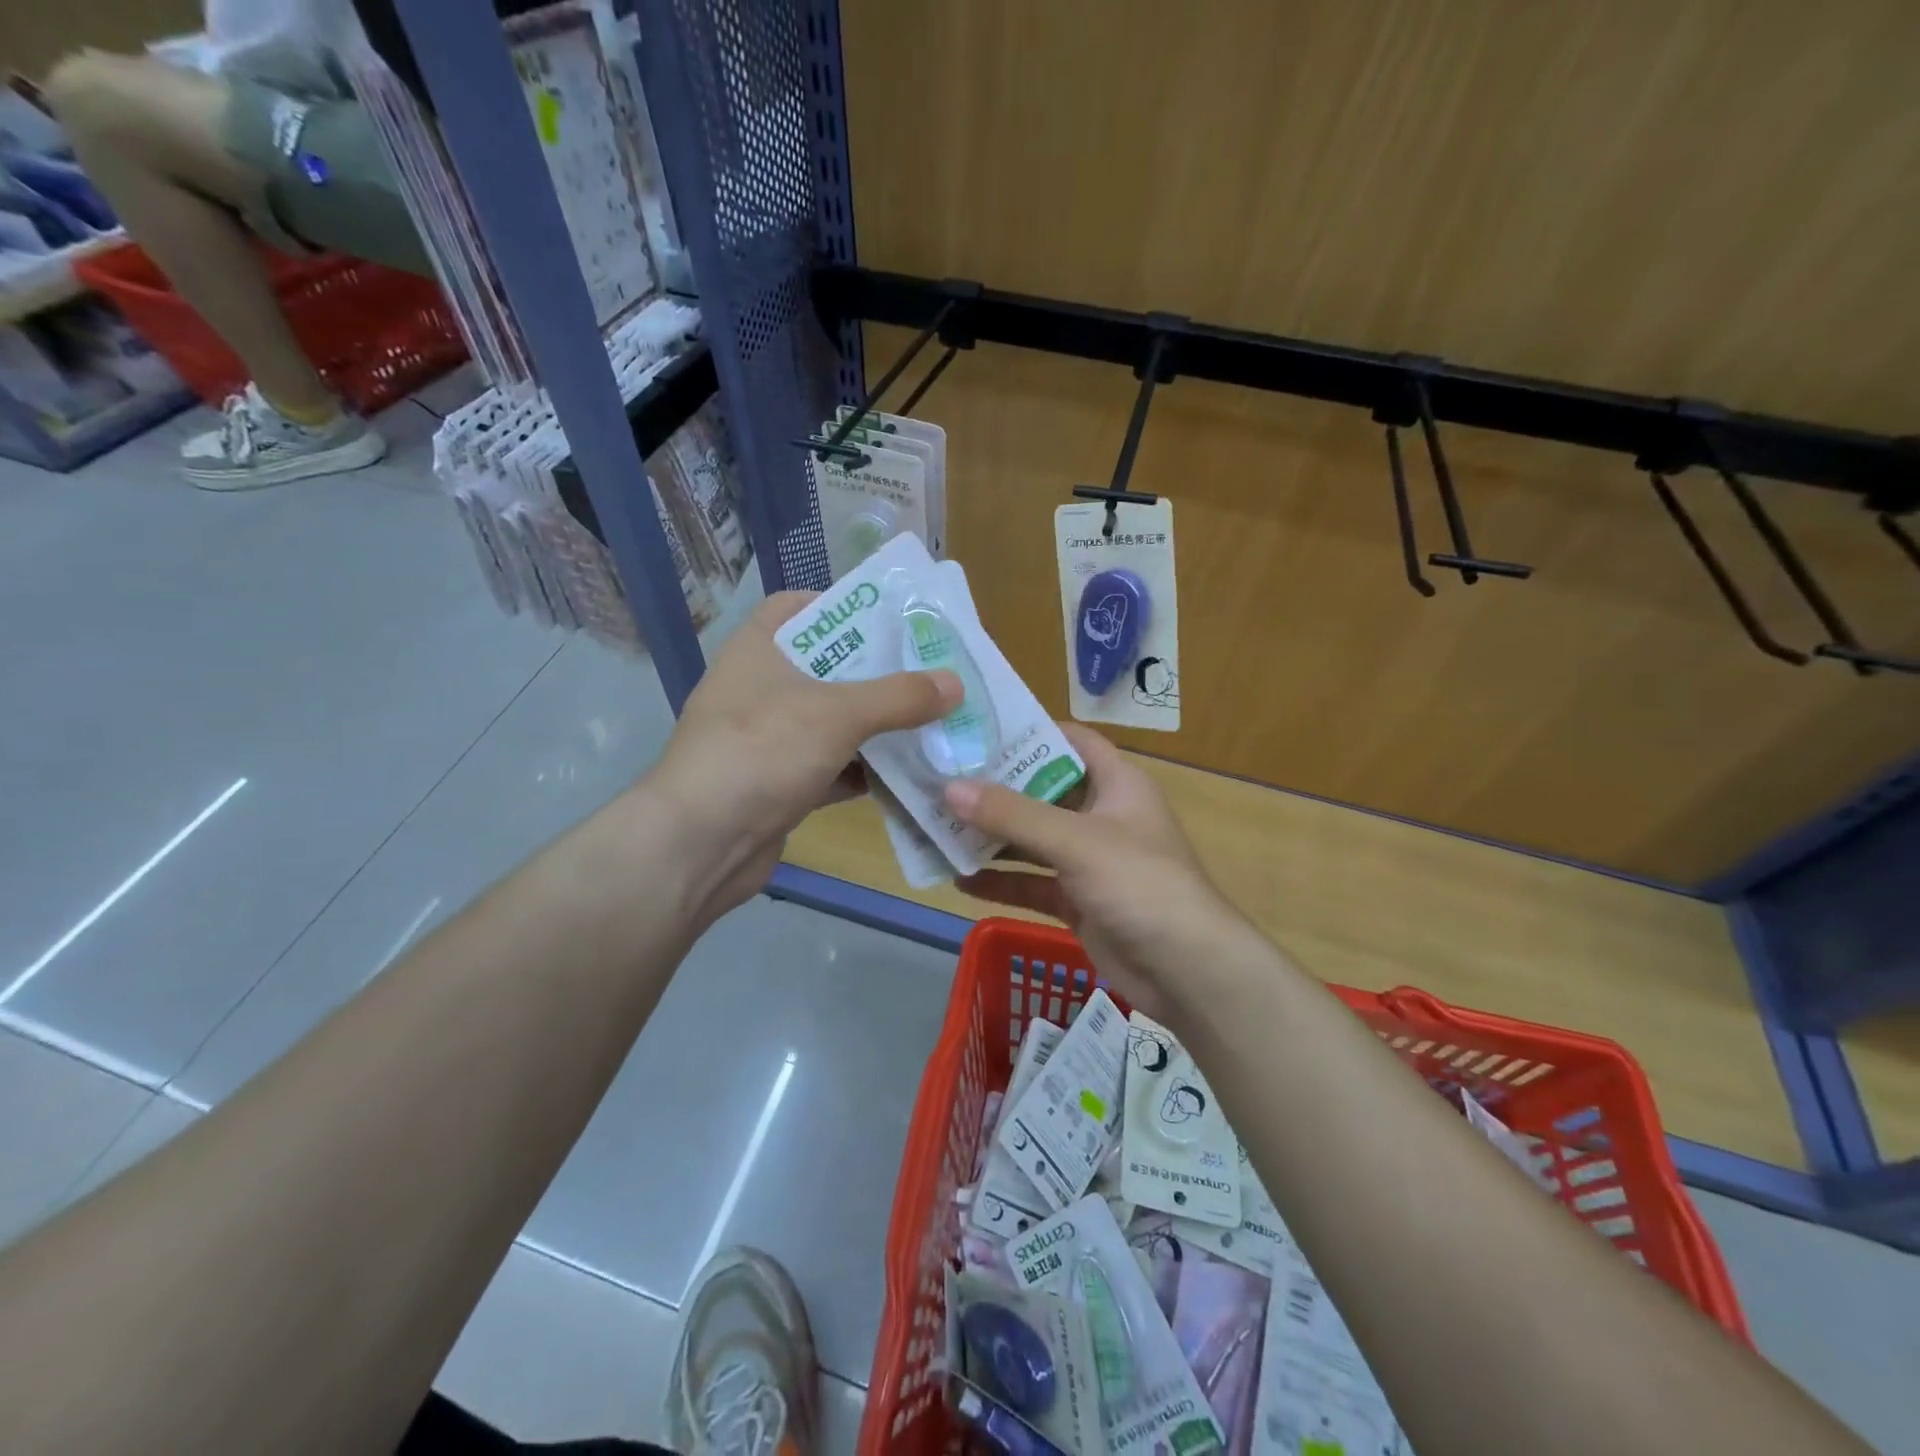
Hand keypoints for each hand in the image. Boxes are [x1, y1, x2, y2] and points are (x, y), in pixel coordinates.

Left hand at [648, 591, 959, 920]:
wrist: (700, 845)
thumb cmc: (762, 752)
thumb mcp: (838, 713)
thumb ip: (899, 696)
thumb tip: (955, 683)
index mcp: (757, 650)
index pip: (796, 607)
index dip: (841, 606)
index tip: (890, 620)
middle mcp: (757, 690)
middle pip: (825, 668)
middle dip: (876, 674)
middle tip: (929, 674)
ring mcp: (765, 741)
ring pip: (830, 723)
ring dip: (875, 727)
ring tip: (930, 722)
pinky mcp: (776, 786)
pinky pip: (828, 768)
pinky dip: (861, 771)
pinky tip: (905, 775)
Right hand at [943, 724, 1251, 1024]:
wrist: (1187, 970)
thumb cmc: (1139, 883)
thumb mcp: (1075, 841)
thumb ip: (1013, 815)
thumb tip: (949, 787)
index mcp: (1117, 784)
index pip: (1072, 741)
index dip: (1031, 731)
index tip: (978, 730)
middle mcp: (1102, 815)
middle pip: (1043, 792)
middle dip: (996, 791)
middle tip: (941, 781)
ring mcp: (1090, 861)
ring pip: (1033, 841)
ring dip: (992, 839)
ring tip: (938, 829)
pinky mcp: (1080, 901)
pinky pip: (1033, 883)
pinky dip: (1001, 882)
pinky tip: (960, 881)